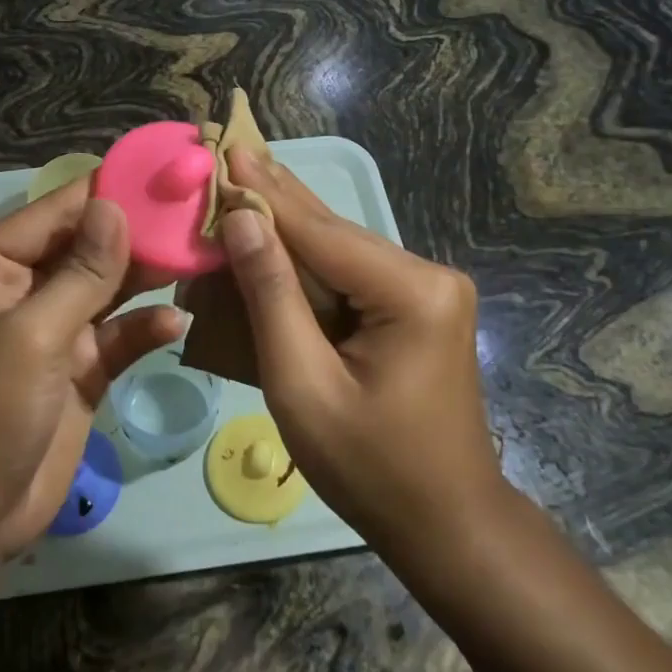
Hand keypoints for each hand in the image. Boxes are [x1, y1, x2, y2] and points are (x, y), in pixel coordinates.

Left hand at [0, 182, 181, 557]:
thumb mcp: (32, 335)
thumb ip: (81, 272)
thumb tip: (114, 206)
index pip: (54, 212)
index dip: (105, 190)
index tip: (161, 171)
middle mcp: (20, 289)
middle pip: (85, 246)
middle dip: (135, 232)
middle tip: (193, 212)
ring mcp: (52, 329)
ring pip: (106, 287)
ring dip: (147, 275)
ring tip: (197, 254)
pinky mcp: (78, 368)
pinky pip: (117, 335)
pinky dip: (144, 326)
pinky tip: (178, 320)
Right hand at [216, 148, 503, 551]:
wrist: (447, 524)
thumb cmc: (369, 467)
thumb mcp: (303, 385)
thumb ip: (271, 296)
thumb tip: (241, 219)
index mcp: (412, 292)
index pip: (319, 231)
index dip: (264, 191)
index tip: (224, 147)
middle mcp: (428, 275)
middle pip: (332, 231)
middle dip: (274, 197)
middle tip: (227, 150)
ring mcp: (428, 289)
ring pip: (339, 249)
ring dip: (285, 228)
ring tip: (238, 183)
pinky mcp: (418, 306)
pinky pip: (350, 274)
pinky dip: (306, 262)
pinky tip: (272, 235)